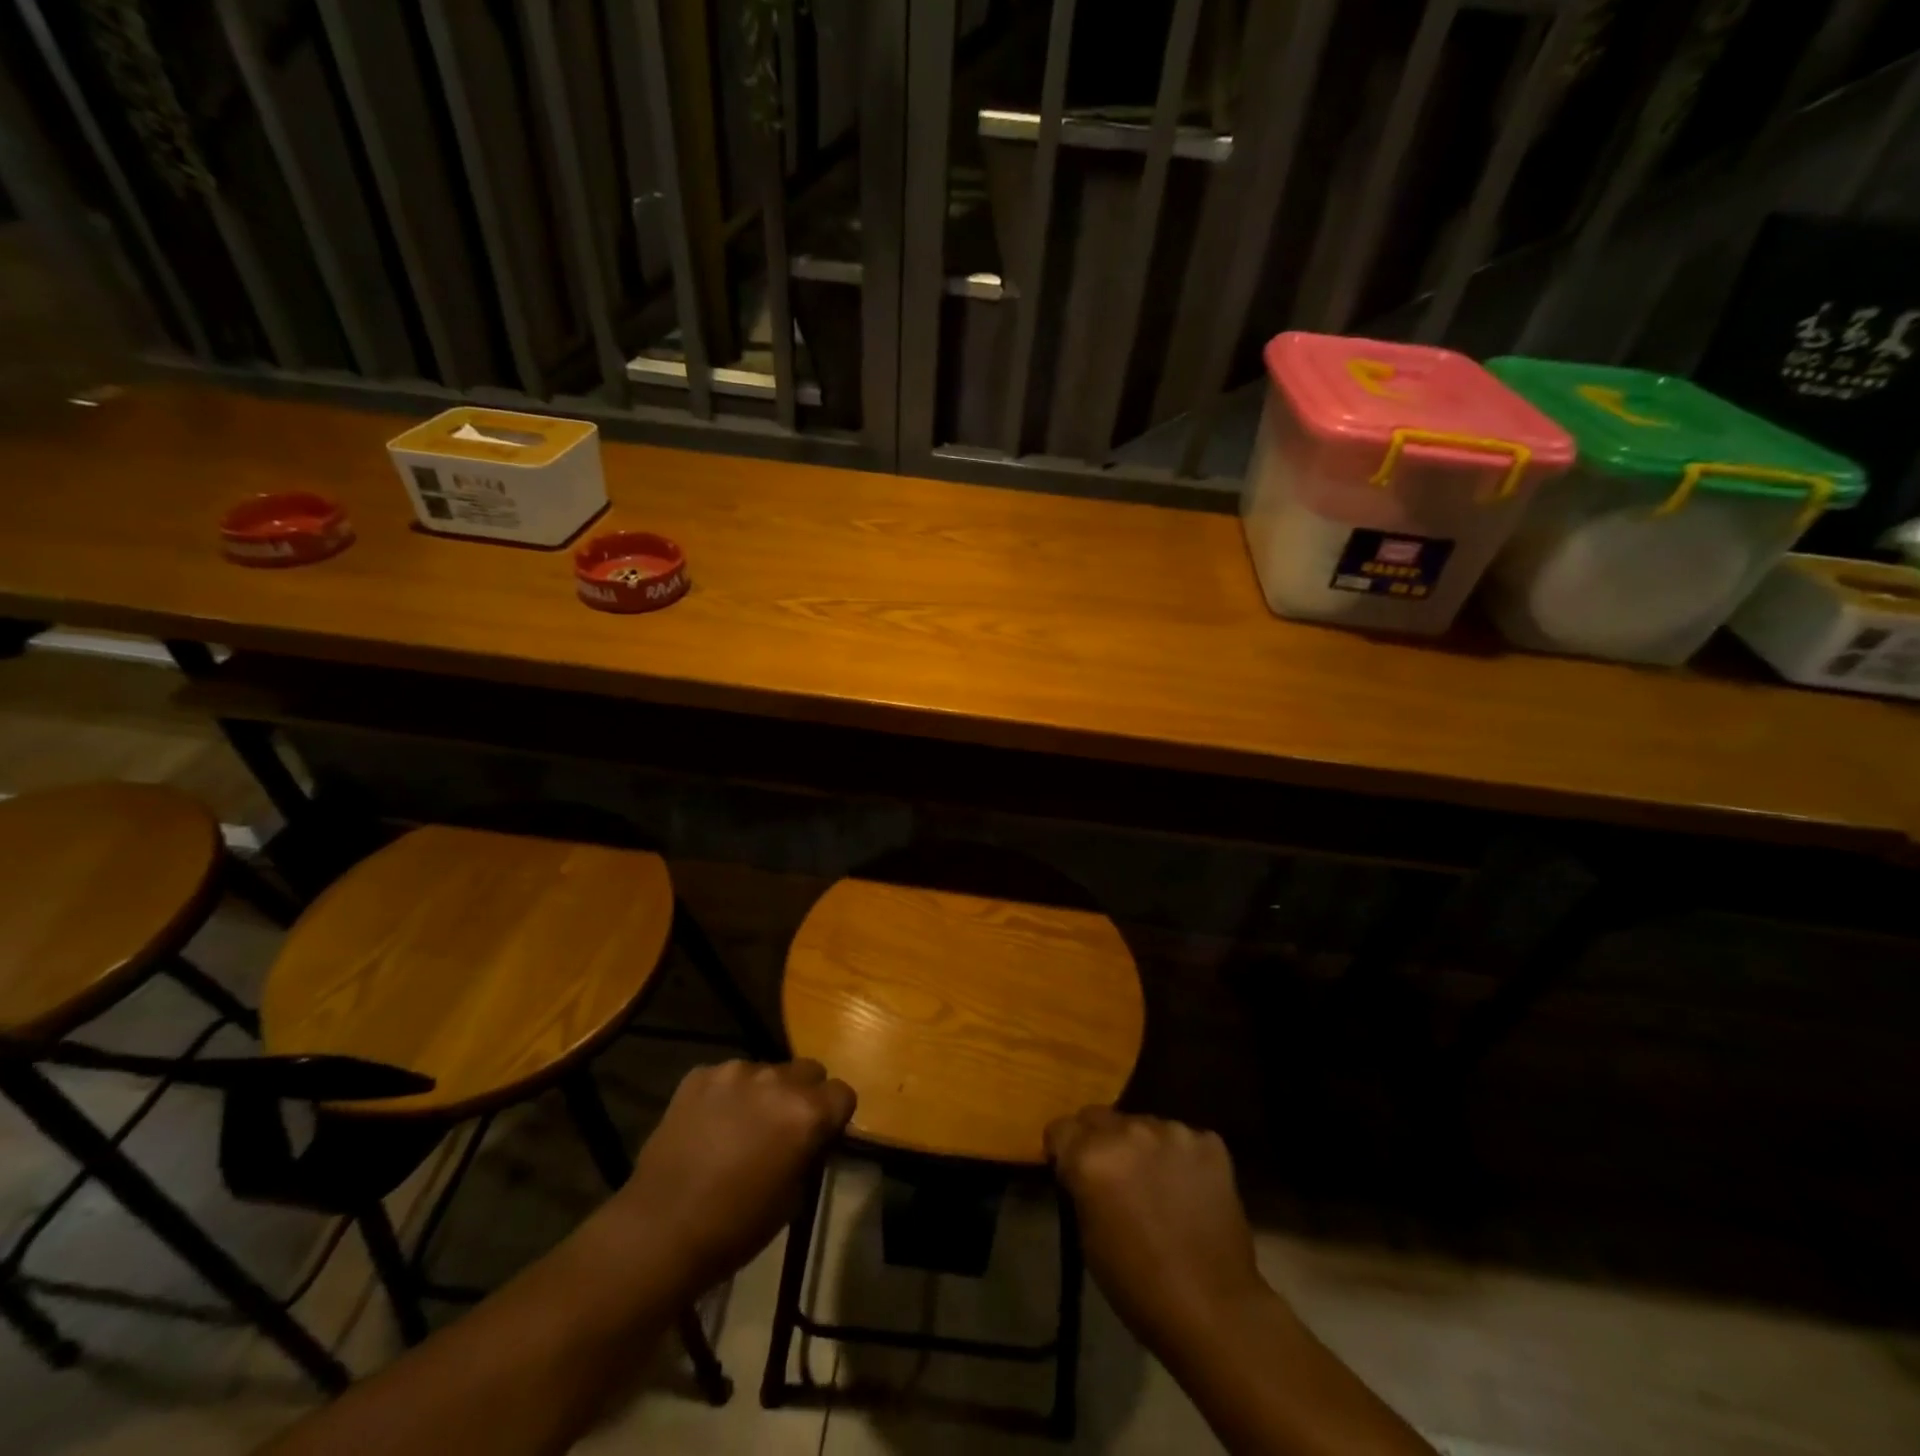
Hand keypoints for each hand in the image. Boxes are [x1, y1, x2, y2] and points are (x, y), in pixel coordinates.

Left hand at [616, 1059, 854, 1292]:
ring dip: (763, 1093)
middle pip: (808, 1070)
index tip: (820, 1136)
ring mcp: (735, 1071)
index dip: (835, 1116)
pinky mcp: (700, 1074)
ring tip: (739, 1128)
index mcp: (807, 1112)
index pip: (843, 1093)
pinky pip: (726, 1077)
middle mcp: (777, 1079)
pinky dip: (726, 1095)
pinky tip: (708, 1126)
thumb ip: (810, 1154)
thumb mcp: (793, 1199)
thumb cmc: (735, 1227)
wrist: (658, 1229)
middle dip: (803, 1094)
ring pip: (766, 1071)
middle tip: (782, 1128)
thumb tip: (813, 1138)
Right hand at [1046, 1108, 1268, 1347]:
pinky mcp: (1209, 1142)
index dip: (1063, 1151)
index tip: (1072, 1172)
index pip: (1060, 1128)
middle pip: (1098, 1116)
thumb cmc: (1139, 1286)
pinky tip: (1189, 1190)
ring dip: (1142, 1147)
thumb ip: (1081, 1187)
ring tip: (1157, 1184)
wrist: (1215, 1311)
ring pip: (1143, 1125)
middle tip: (1113, 1176)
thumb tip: (1084, 1171)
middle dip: (1099, 1141)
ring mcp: (1173, 1132)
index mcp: (1091, 1156)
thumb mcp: (1087, 1238)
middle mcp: (1128, 1131)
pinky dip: (1180, 1158)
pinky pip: (1183, 1139)